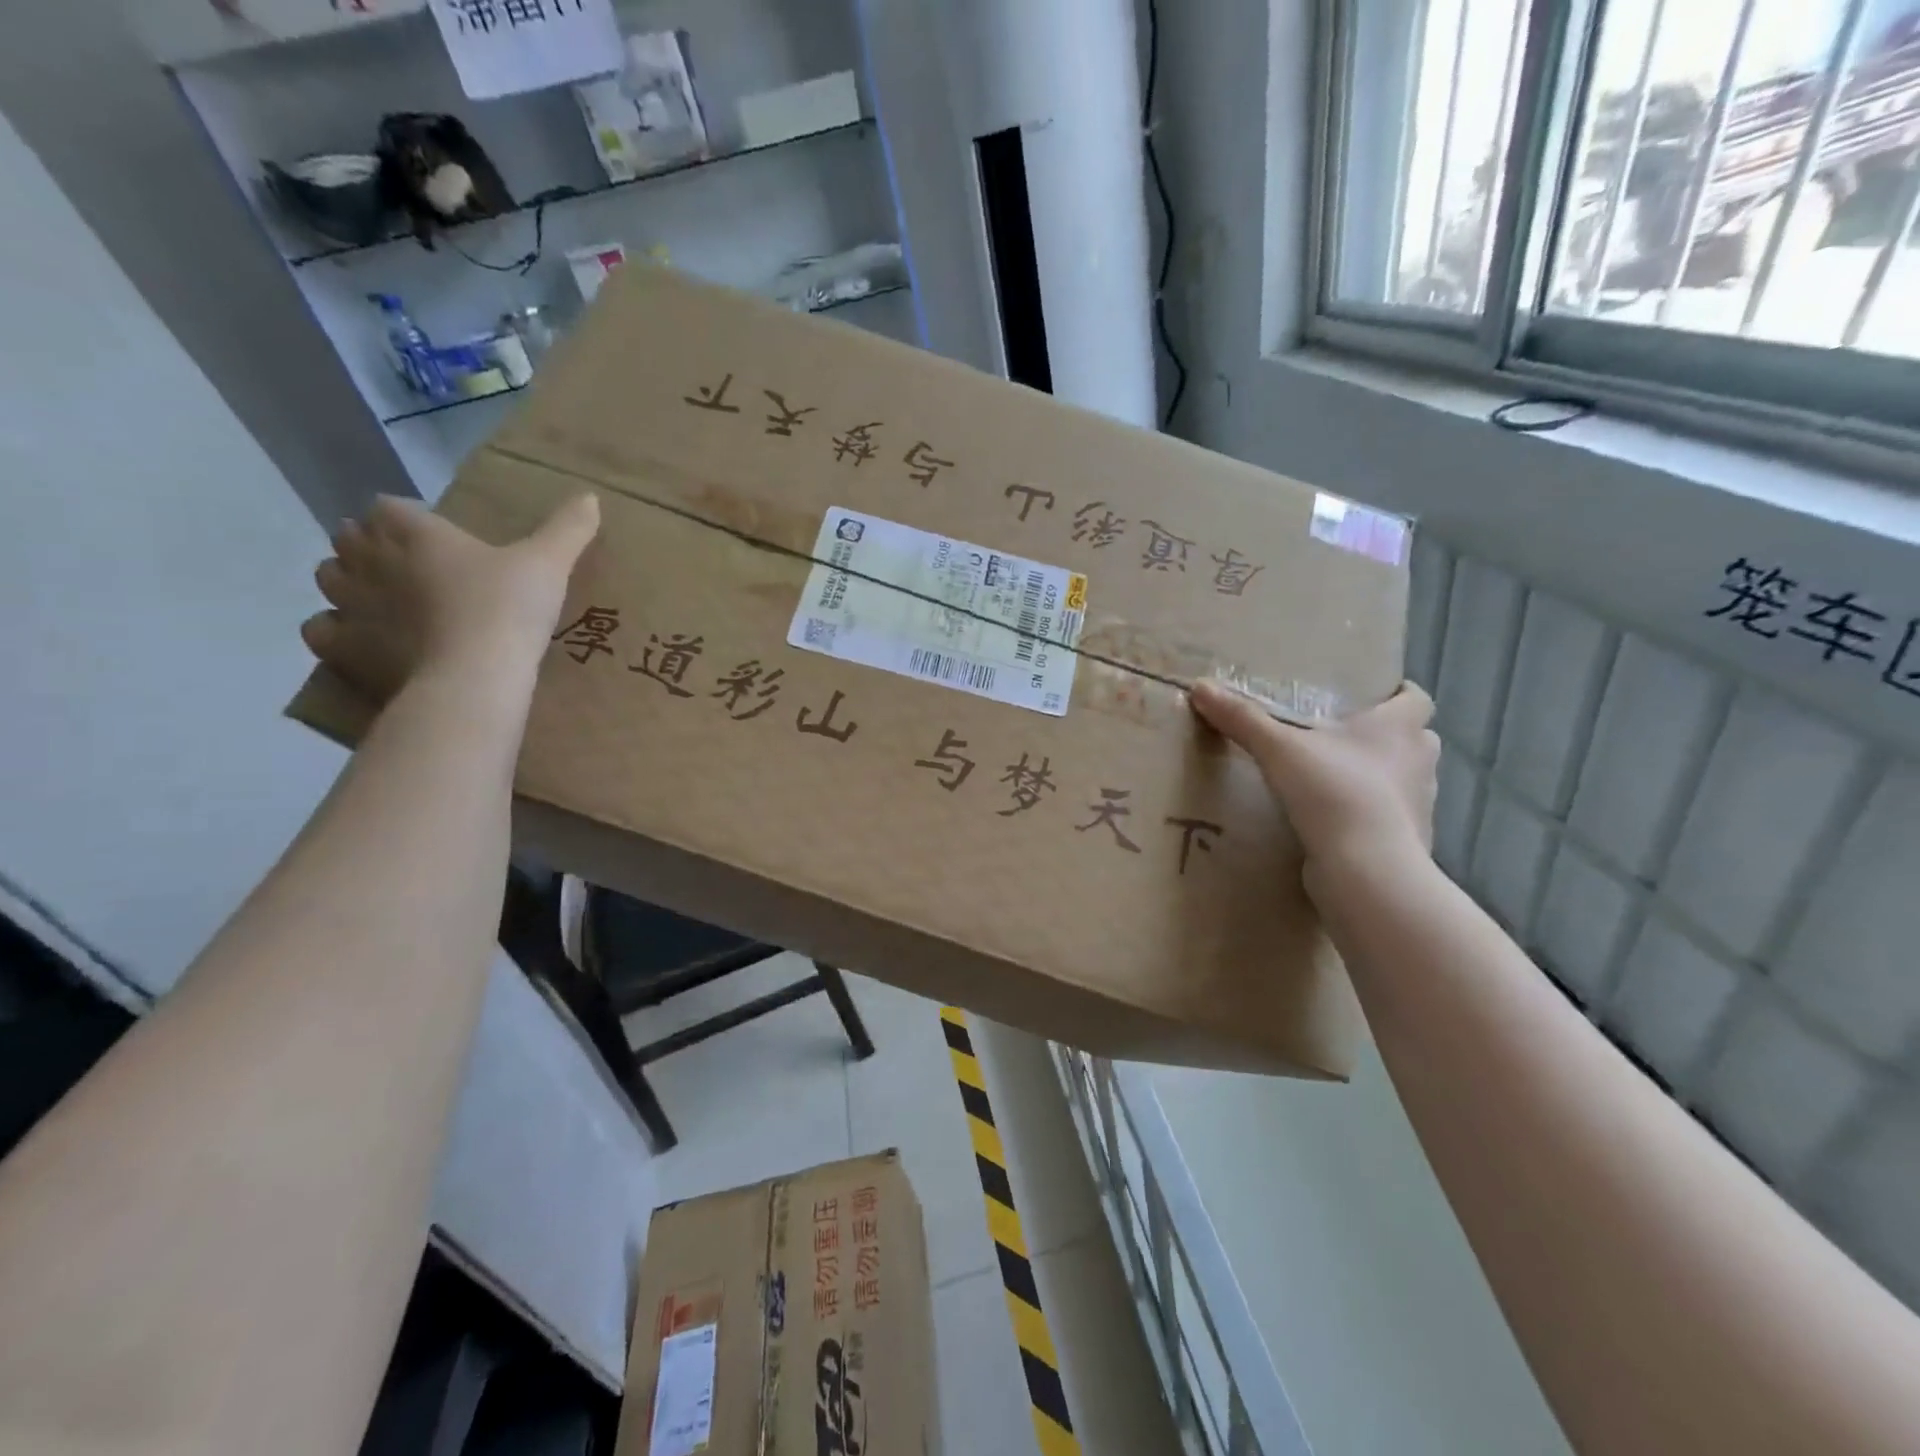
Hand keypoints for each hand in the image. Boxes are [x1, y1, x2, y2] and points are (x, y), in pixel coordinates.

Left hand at [302, 493, 599, 701]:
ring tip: (381, 600)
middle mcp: (369, 558)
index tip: (432, 535)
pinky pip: (319, 627)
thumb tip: (591, 497)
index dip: (405, 518)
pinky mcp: (342, 646)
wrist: (474, 677)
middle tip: (408, 567)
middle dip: (370, 546)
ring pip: (328, 577)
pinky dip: (336, 628)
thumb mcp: (548, 564)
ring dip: (348, 582)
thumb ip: (567, 529)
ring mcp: (348, 602)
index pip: (389, 507)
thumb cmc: (508, 609)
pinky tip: (364, 638)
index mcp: (413, 531)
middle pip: (351, 538)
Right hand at [1189, 679, 1439, 891]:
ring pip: (1404, 781)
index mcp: (1398, 728)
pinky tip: (1337, 823)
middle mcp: (1419, 762)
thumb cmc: (1334, 791)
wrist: (1367, 869)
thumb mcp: (1278, 748)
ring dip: (1379, 778)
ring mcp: (1418, 806)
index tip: (1372, 695)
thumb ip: (1242, 718)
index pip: (1416, 699)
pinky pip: (1390, 820)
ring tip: (1336, 781)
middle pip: (1415, 740)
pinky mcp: (1408, 843)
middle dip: (1387, 738)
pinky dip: (1370, 818)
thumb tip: (1200, 686)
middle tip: (1344, 738)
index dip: (1399, 693)